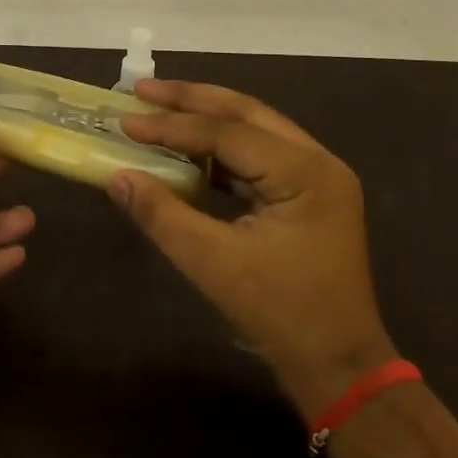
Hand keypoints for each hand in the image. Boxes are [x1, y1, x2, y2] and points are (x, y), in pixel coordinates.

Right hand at [110, 80, 393, 416]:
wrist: (340, 368)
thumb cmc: (281, 315)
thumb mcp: (214, 266)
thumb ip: (163, 216)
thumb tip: (117, 177)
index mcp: (305, 172)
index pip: (228, 133)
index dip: (172, 125)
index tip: (126, 119)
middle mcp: (317, 160)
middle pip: (245, 112)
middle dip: (191, 99)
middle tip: (142, 89)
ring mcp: (316, 175)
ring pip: (253, 128)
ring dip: (206, 118)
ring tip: (159, 107)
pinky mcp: (307, 193)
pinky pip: (259, 155)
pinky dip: (221, 148)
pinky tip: (189, 148)